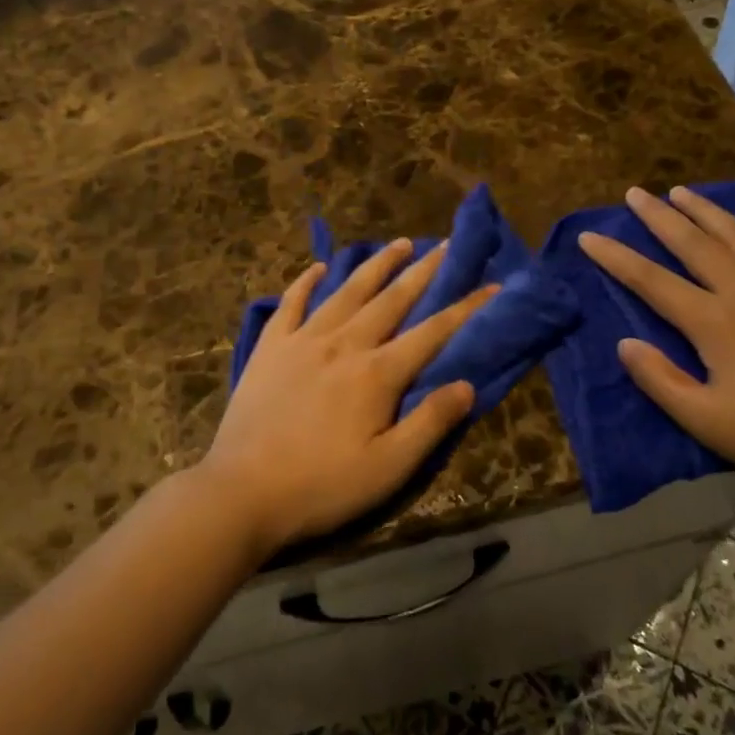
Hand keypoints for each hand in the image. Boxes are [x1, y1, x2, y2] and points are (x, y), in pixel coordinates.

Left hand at [200, 239, 497, 554]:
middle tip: (445, 245)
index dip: (466, 308)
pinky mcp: (270, 347)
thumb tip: (467, 384)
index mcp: (377, 373)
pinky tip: (318, 266)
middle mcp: (344, 343)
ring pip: (347, 291)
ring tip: (397, 242)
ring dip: (375, 265)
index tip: (492, 284)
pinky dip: (306, 281)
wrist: (242, 492)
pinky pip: (292, 303)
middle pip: (392, 299)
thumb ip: (431, 423)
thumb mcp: (390, 468)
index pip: (433, 332)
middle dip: (423, 271)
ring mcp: (303, 340)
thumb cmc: (323, 486)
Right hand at [577, 186, 734, 493]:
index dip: (616, 258)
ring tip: (684, 191)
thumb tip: (624, 343)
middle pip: (694, 244)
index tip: (589, 237)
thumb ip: (660, 380)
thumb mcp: (706, 421)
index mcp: (714, 321)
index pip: (651, 281)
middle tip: (636, 194)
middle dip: (660, 218)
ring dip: (710, 212)